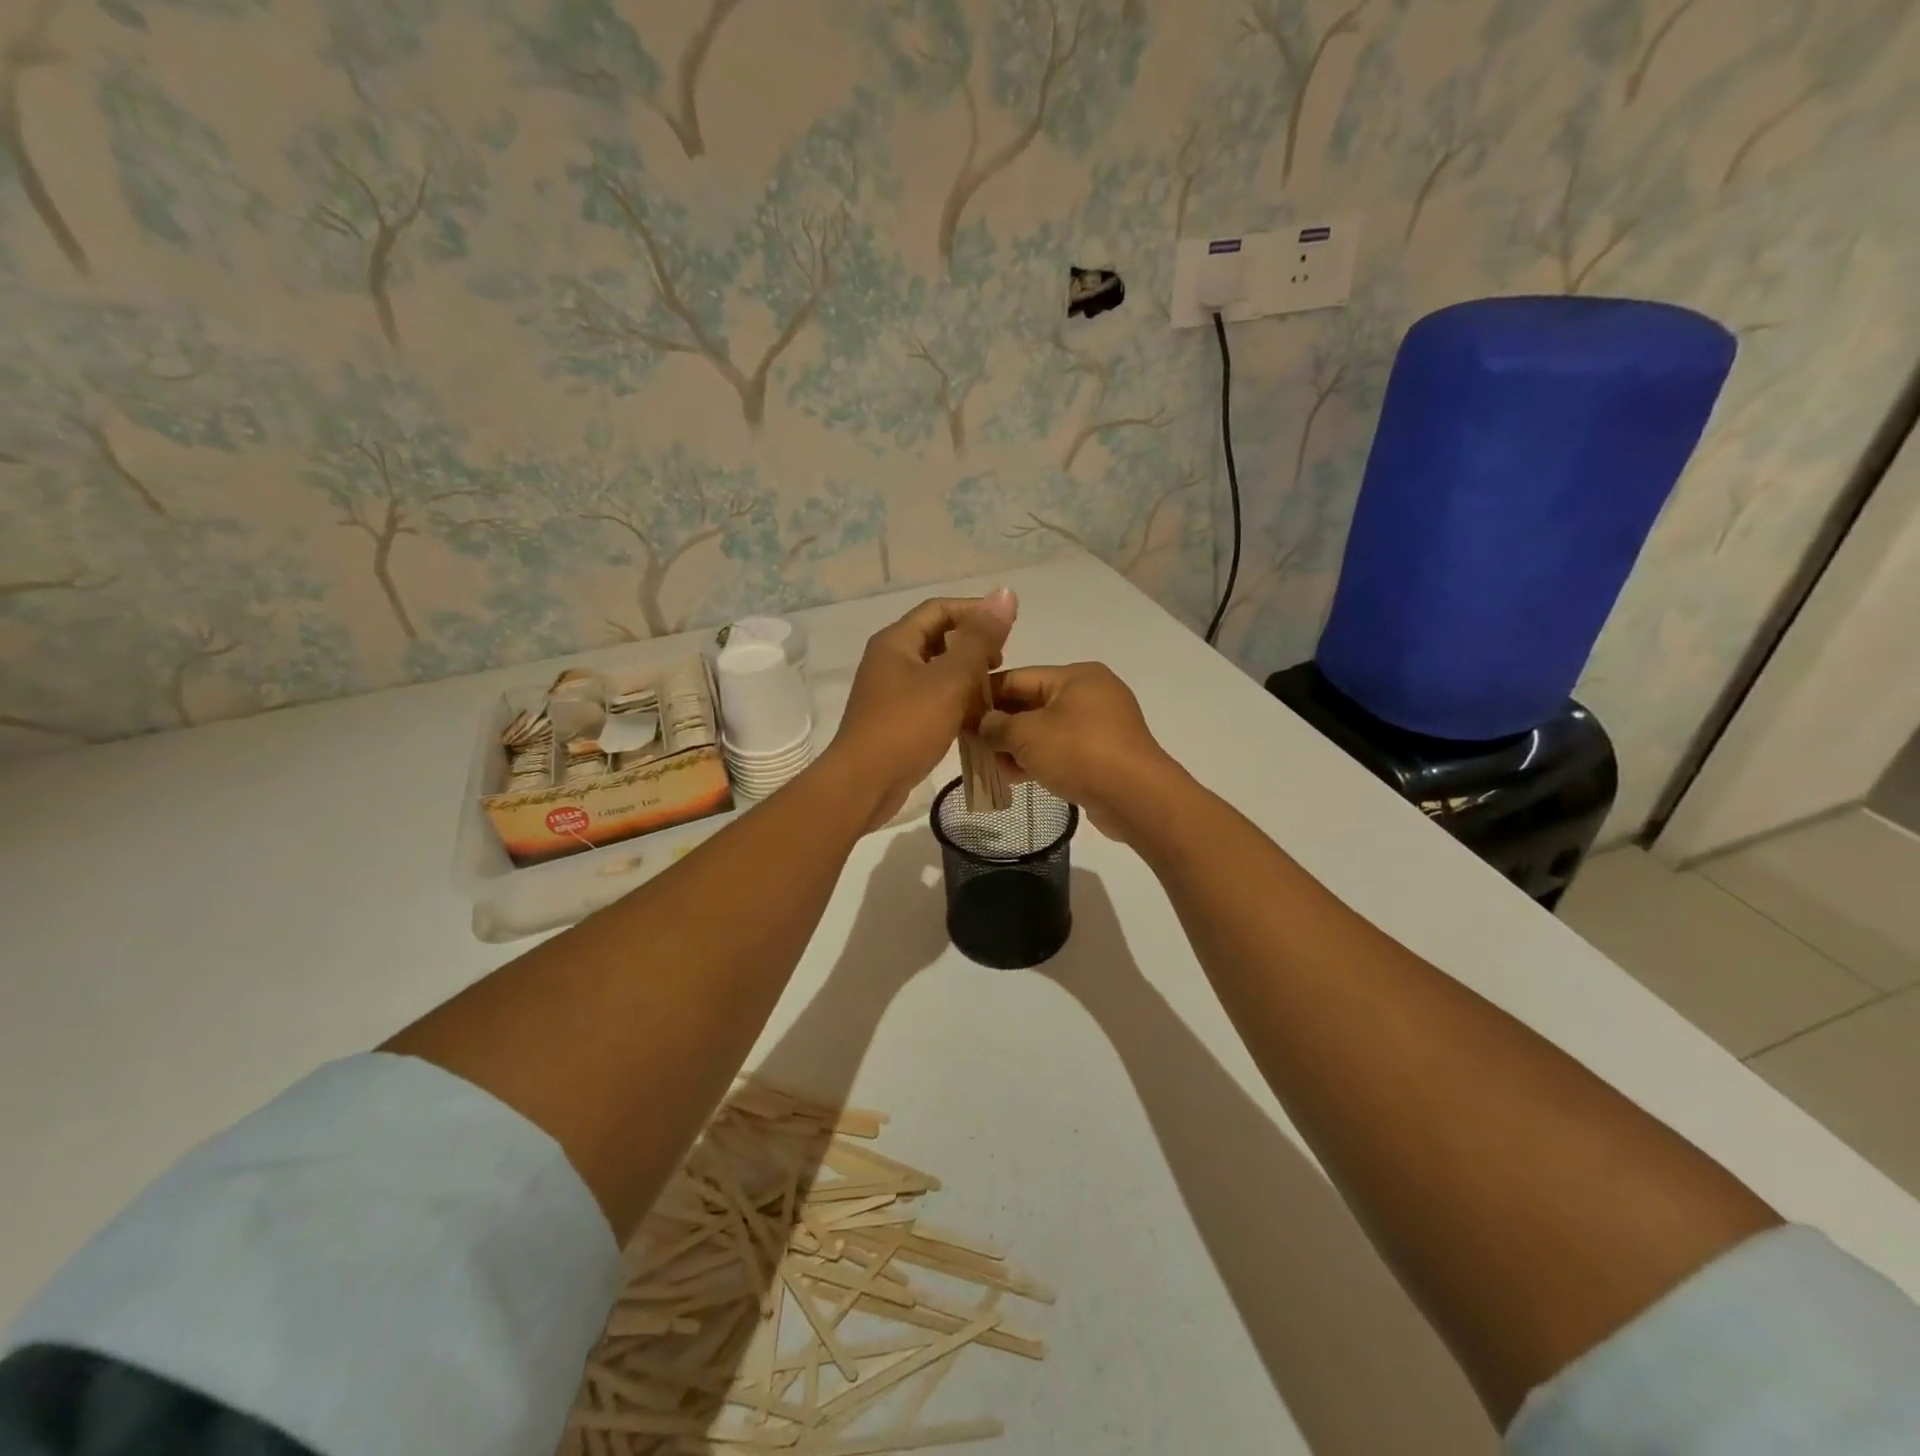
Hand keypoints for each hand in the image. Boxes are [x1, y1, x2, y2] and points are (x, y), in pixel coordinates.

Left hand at [821, 590, 1016, 831]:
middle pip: (936, 638)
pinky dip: (953, 701)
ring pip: (934, 671)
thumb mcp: (950, 680)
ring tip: (993, 692)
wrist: (863, 784)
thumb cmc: (906, 727)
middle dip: (971, 646)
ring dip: (964, 676)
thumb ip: (980, 639)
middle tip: (1001, 663)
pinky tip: (974, 718)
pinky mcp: (894, 719)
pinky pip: (929, 698)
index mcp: (896, 641)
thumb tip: (1006, 594)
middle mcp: (888, 660)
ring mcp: (889, 691)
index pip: (939, 609)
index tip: (1009, 628)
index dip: (975, 612)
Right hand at [977, 662, 1180, 842]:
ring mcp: (1102, 724)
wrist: (1136, 797)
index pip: (1018, 677)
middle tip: (970, 744)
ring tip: (991, 767)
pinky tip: (1017, 777)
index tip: (958, 713)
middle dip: (1000, 725)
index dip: (985, 695)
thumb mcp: (1027, 735)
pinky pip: (1063, 749)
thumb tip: (982, 725)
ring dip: (1017, 747)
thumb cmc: (1079, 753)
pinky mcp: (1106, 753)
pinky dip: (1039, 759)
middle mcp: (1091, 693)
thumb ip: (996, 726)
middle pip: (1032, 704)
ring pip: (1046, 730)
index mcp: (1075, 675)